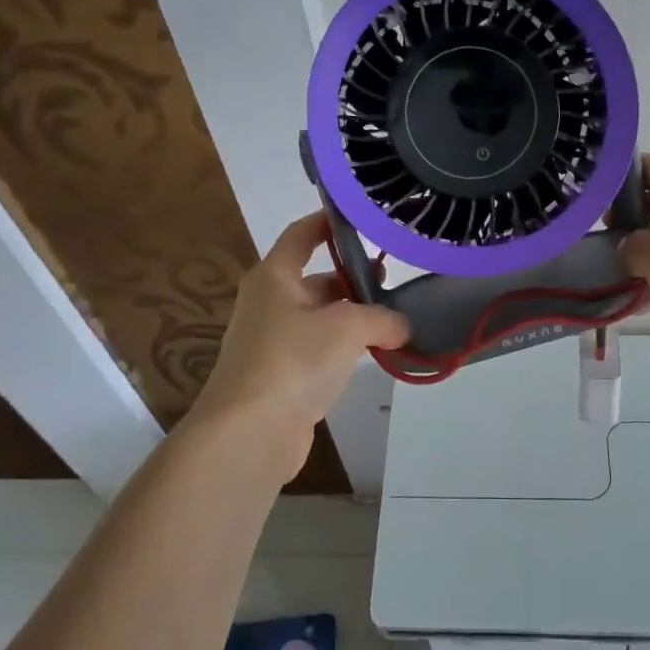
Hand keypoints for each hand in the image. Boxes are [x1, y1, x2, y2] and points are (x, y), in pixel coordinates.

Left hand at [190, 212, 409, 479]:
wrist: (247, 434)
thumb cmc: (292, 362)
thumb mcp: (346, 328)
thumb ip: (381, 318)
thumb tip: (401, 326)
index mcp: (274, 277)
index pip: (302, 234)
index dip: (328, 221)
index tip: (361, 215)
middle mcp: (269, 302)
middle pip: (316, 278)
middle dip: (354, 278)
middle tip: (393, 278)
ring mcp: (273, 340)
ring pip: (321, 316)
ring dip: (353, 316)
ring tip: (394, 319)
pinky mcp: (281, 375)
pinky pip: (319, 348)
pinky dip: (344, 347)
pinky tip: (373, 354)